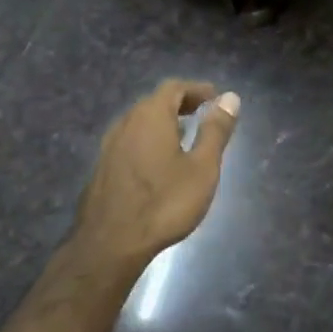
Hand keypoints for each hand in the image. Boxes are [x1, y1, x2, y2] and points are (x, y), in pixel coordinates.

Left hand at [73, 80, 239, 266]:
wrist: (110, 244)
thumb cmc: (164, 203)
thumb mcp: (202, 167)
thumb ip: (216, 131)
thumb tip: (230, 98)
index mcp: (151, 116)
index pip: (174, 88)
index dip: (197, 89)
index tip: (215, 97)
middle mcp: (126, 123)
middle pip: (154, 102)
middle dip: (180, 103)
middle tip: (203, 113)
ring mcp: (109, 146)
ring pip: (139, 122)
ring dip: (163, 122)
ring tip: (184, 136)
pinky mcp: (101, 168)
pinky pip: (129, 140)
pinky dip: (148, 139)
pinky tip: (158, 161)